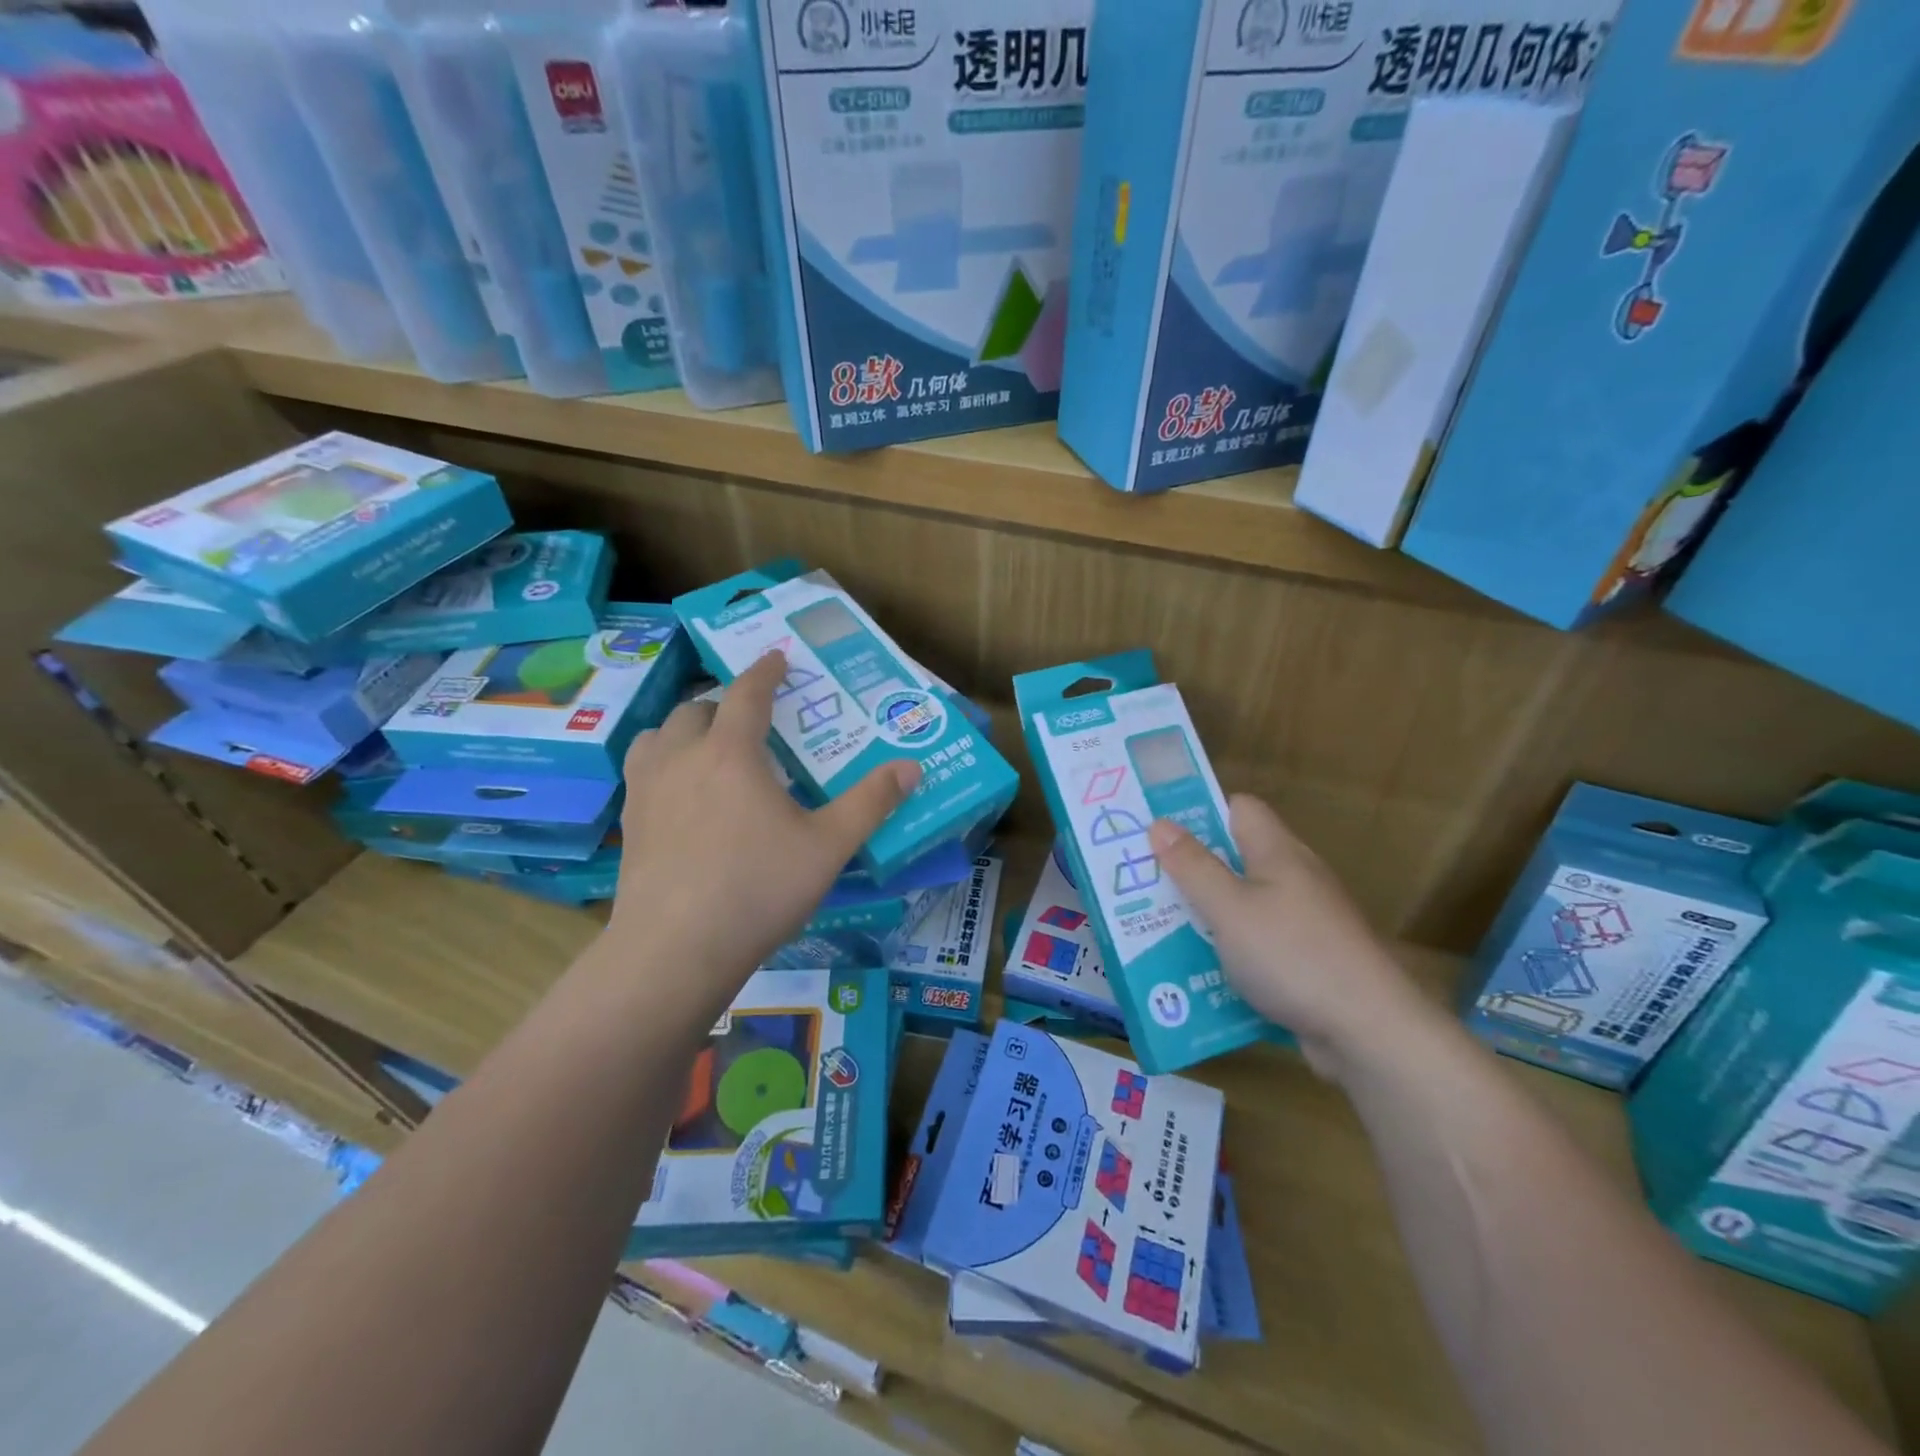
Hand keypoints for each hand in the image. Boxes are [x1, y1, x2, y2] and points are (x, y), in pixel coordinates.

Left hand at [603, 652, 919, 1020]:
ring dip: (685, 728)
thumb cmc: (758, 889)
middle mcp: (683, 757)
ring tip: (707, 746)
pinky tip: (679, 792)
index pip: (747, 693)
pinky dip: (662, 761)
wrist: (675, 949)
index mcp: (732, 753)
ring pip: (659, 734)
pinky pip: (642, 769)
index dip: (765, 671)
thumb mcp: (828, 847)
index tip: (777, 657)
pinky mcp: (630, 822)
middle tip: (752, 719)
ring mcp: (647, 789)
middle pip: (697, 709)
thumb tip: (911, 766)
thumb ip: (870, 803)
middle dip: (725, 703)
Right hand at [1148, 795, 1433, 1078]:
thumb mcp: (1229, 909)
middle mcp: (1295, 877)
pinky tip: (1203, 971)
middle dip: (1192, 869)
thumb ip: (1193, 866)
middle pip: (1237, 857)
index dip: (1200, 813)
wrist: (1369, 1031)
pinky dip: (1232, 949)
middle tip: (1145, 883)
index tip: (1159, 832)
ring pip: (1245, 903)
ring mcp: (1306, 920)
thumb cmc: (1293, 956)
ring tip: (1160, 928)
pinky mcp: (1310, 958)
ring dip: (1208, 914)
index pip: (1239, 808)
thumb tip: (1160, 823)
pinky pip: (1259, 941)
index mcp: (1278, 852)